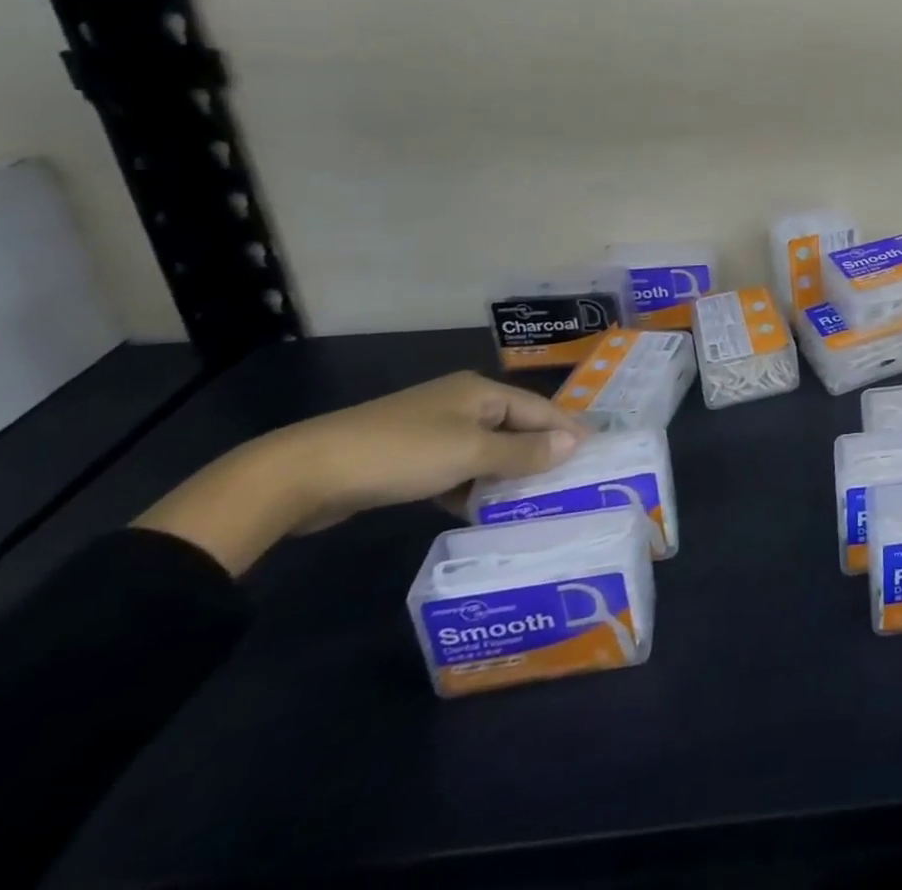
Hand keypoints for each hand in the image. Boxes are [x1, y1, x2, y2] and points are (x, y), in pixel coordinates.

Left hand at [135, 373, 586, 574]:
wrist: (305, 473)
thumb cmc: (400, 453)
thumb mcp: (470, 453)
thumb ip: (522, 452)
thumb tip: (573, 444)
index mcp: (480, 391)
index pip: (539, 407)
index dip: (567, 430)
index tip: (596, 455)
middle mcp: (461, 403)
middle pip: (514, 427)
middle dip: (539, 454)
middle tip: (569, 484)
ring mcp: (432, 430)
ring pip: (484, 451)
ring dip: (505, 475)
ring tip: (533, 503)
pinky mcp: (407, 457)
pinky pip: (456, 469)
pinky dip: (471, 487)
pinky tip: (479, 510)